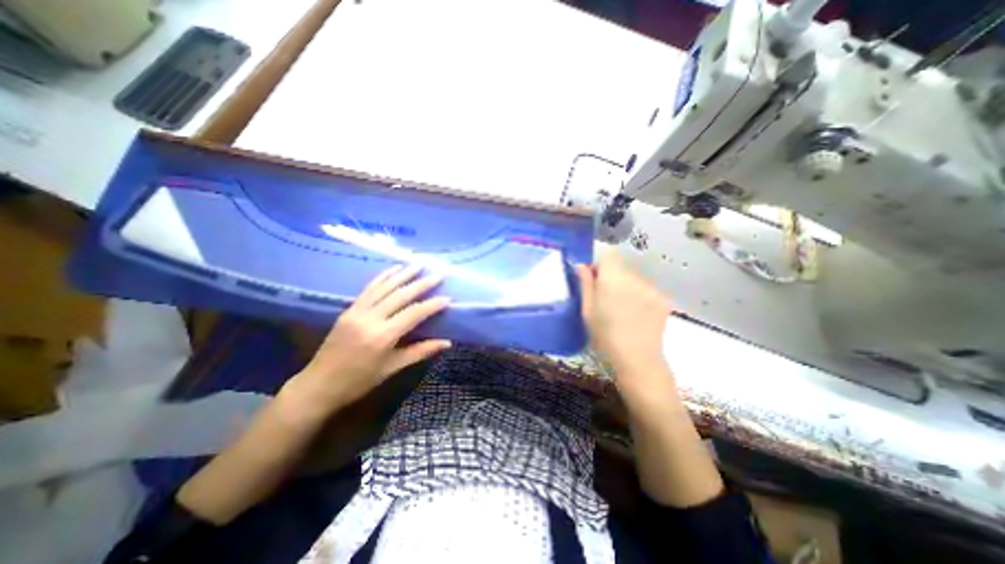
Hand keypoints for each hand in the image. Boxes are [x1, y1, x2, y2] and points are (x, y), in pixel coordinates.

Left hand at [284, 264, 454, 419]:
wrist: (318, 385)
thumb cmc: (359, 381)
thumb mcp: (392, 368)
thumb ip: (420, 351)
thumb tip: (446, 342)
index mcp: (383, 336)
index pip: (414, 313)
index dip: (432, 305)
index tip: (448, 297)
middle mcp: (370, 319)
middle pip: (401, 295)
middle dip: (422, 283)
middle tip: (438, 274)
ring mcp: (357, 311)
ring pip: (385, 287)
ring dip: (403, 274)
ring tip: (419, 263)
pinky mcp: (349, 309)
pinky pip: (369, 288)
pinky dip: (383, 276)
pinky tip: (394, 269)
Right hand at [574, 250, 673, 390]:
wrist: (637, 359)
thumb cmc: (605, 336)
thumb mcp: (587, 310)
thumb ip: (585, 284)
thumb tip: (581, 265)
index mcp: (613, 278)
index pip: (608, 255)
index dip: (600, 264)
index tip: (594, 281)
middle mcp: (635, 277)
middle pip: (621, 267)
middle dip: (612, 278)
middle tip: (606, 300)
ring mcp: (652, 288)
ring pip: (634, 279)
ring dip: (626, 288)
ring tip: (623, 311)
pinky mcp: (663, 299)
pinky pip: (646, 290)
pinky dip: (639, 297)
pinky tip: (637, 316)